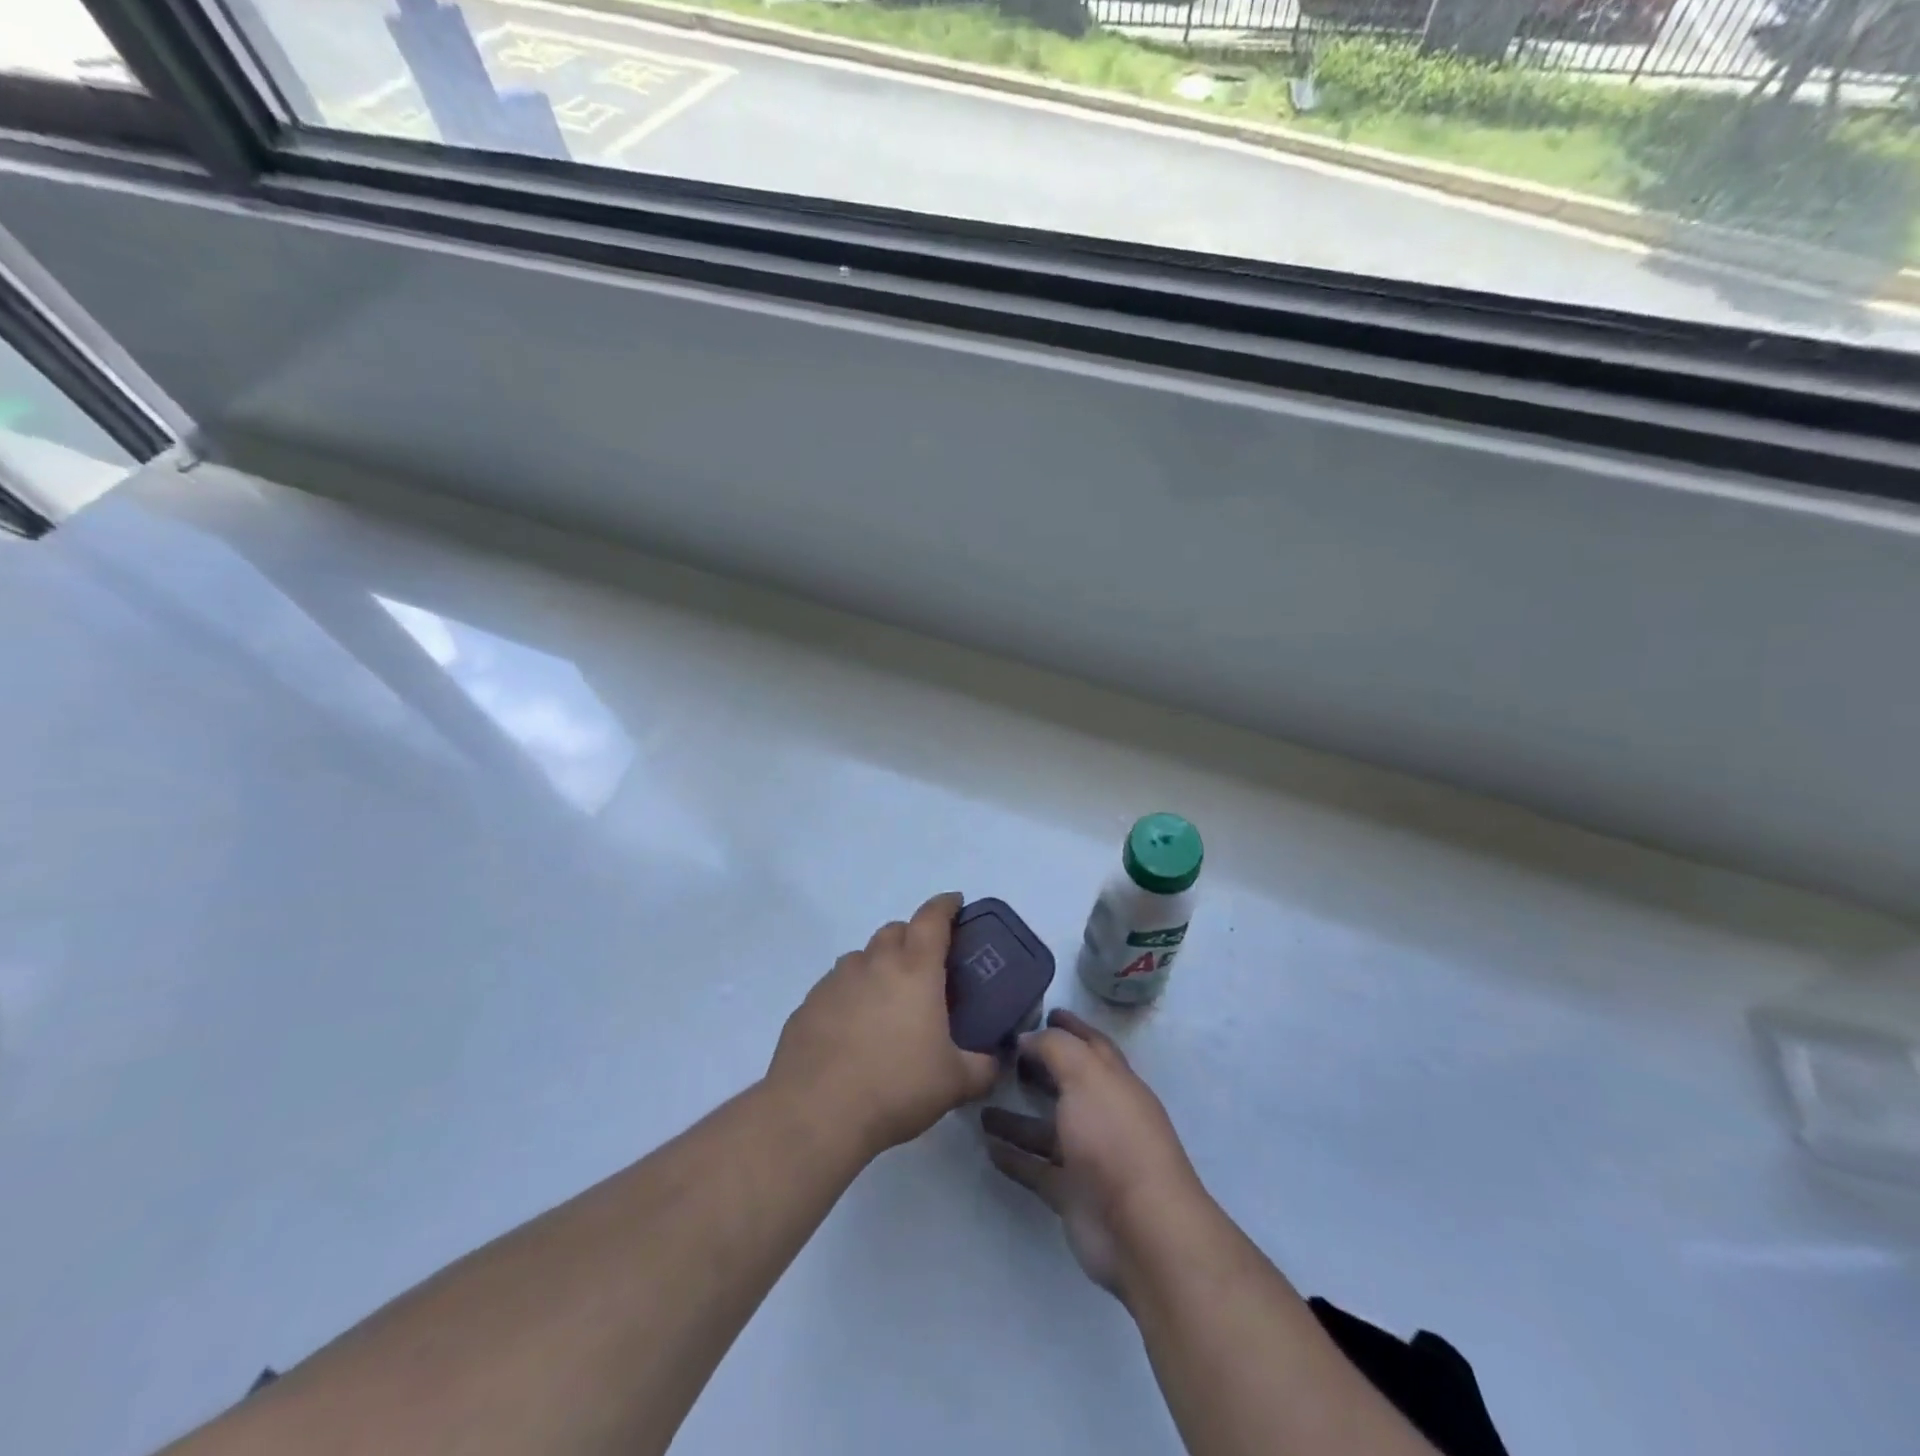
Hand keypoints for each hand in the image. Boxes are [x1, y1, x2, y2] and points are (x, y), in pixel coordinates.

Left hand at [768, 892, 999, 1161]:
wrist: (816, 1113)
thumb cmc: (896, 1088)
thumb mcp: (955, 1083)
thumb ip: (983, 1067)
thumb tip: (995, 1062)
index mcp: (915, 970)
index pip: (932, 918)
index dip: (946, 905)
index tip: (956, 903)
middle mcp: (873, 963)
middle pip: (894, 930)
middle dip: (912, 937)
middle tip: (924, 966)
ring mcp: (835, 981)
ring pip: (861, 957)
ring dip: (878, 965)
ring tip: (887, 1000)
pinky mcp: (808, 1004)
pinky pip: (835, 986)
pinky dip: (850, 994)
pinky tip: (852, 1028)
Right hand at [982, 1009, 1211, 1299]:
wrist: (1140, 1229)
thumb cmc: (1113, 1137)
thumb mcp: (1085, 1074)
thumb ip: (1054, 1047)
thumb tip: (1028, 1037)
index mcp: (1114, 1081)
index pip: (1091, 1045)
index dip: (1069, 1027)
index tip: (1042, 1012)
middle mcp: (1103, 1115)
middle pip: (1067, 1084)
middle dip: (1038, 1068)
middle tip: (999, 1054)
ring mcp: (1088, 1157)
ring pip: (1046, 1129)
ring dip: (1016, 1117)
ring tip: (979, 1103)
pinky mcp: (1071, 1194)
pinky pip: (1036, 1169)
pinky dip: (1014, 1158)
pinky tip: (986, 1146)